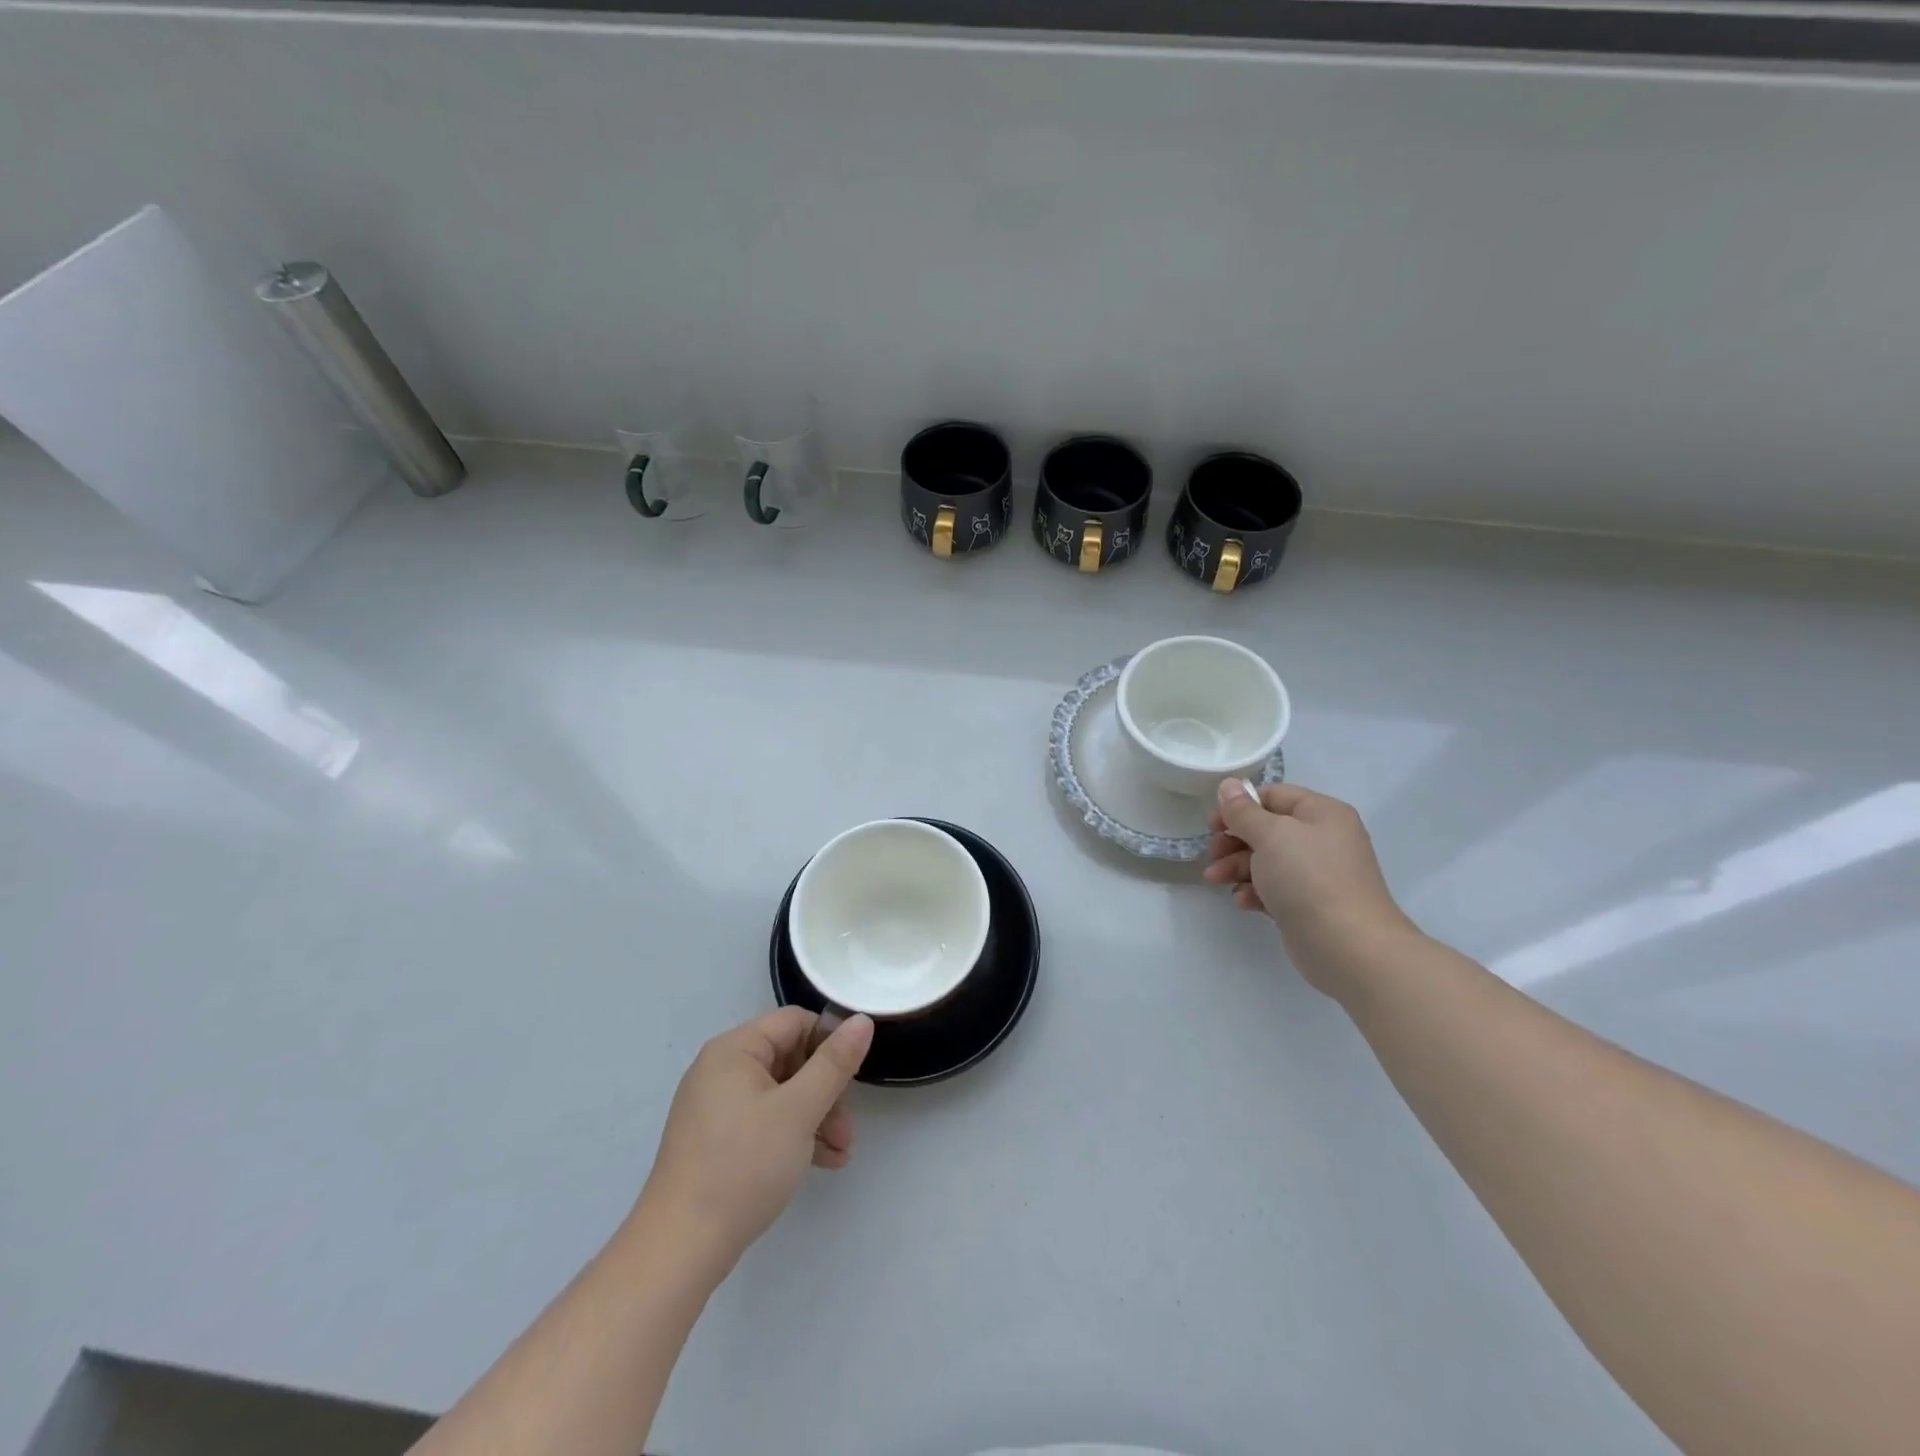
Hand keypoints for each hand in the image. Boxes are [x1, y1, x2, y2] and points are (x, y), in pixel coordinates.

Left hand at [634, 1008, 873, 1275]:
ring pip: (781, 1094)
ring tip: (842, 1152)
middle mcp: (721, 1070)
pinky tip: (822, 1163)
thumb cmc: (743, 1165)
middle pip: (790, 1059)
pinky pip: (765, 1121)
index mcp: (734, 1050)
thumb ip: (834, 1063)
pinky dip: (794, 1135)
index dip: (829, 1042)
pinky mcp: (716, 1141)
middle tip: (848, 1127)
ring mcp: (716, 1107)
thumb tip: (861, 1020)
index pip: (794, 1022)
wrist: (679, 1249)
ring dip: (816, 1117)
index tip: (853, 1077)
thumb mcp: (798, 1110)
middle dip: (826, 1090)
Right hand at [1203, 778, 1415, 996]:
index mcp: (1321, 813)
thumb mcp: (1270, 835)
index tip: (1212, 825)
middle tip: (1211, 855)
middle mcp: (1322, 839)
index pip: (1273, 796)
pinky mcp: (1309, 904)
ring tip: (1216, 880)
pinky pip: (1274, 888)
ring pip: (1266, 860)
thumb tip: (1228, 785)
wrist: (1348, 946)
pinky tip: (1244, 901)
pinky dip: (1255, 891)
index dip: (1239, 806)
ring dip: (1237, 867)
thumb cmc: (1308, 878)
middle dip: (1233, 841)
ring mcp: (1317, 874)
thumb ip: (1244, 811)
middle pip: (1266, 829)